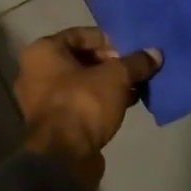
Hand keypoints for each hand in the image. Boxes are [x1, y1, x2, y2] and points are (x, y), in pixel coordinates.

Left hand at [14, 27, 160, 187]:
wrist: (64, 156)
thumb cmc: (84, 103)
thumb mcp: (116, 77)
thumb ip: (136, 62)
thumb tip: (155, 53)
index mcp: (42, 51)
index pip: (80, 34)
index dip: (108, 40)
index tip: (130, 49)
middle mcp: (34, 72)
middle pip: (79, 59)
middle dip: (110, 63)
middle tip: (134, 68)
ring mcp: (40, 100)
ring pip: (80, 83)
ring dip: (107, 84)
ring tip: (135, 86)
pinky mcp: (51, 123)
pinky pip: (78, 102)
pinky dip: (99, 101)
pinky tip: (126, 103)